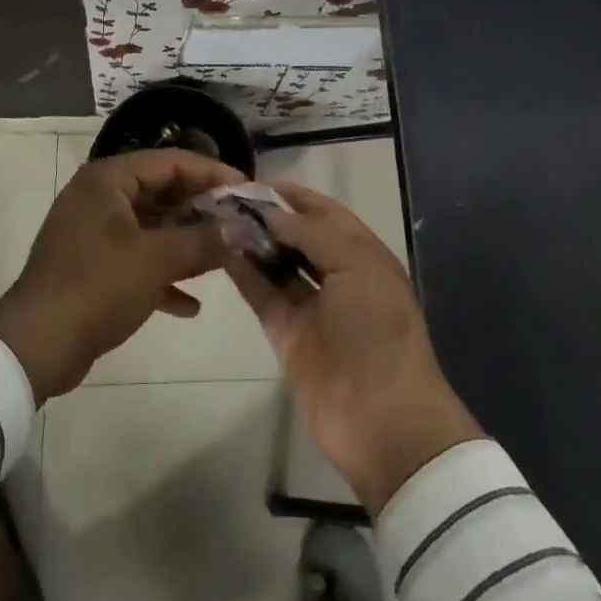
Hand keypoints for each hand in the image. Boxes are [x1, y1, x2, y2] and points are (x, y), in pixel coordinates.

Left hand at [0, 149, 242, 402]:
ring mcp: (93, 233)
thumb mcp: (156, 260)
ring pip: (150, 227)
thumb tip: (239, 230)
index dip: (211, 173)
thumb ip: (202, 240)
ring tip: (224, 257)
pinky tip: (191, 305)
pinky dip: (162, 274)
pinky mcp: (91, 266)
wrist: (36, 345)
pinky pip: (136, 259)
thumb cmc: (97, 287)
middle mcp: (99, 197)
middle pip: (161, 192)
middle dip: (201, 210)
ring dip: (185, 243)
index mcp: (108, 180)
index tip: (246, 190)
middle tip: (240, 223)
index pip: (170, 162)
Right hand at [224, 181, 482, 514]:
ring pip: (276, 263)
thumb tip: (270, 212)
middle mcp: (337, 274)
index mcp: (362, 254)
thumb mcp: (356, 265)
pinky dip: (243, 272)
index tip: (256, 180)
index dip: (294, 195)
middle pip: (297, 235)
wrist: (383, 419)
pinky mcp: (286, 333)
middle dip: (267, 216)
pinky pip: (262, 294)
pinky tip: (220, 250)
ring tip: (217, 217)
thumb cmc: (377, 329)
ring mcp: (310, 305)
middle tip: (226, 198)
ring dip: (251, 241)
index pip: (324, 212)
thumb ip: (311, 232)